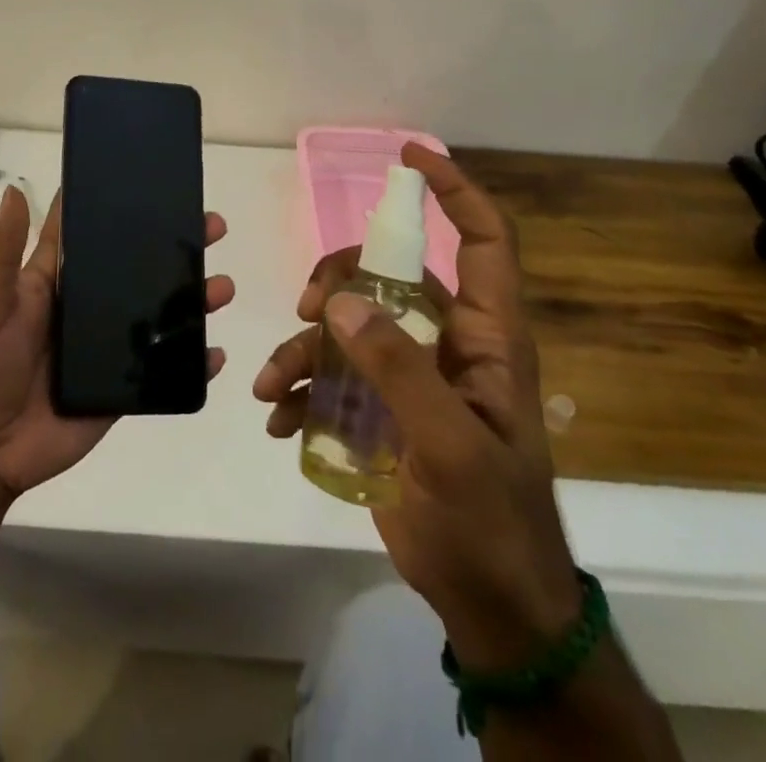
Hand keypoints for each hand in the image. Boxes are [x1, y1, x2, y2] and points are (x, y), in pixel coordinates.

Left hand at [0, 185, 232, 501]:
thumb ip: (1, 252)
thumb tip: (16, 191)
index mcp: (53, 281)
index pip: (88, 233)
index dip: (114, 206)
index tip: (152, 180)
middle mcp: (86, 306)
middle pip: (136, 267)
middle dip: (174, 246)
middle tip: (212, 226)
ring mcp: (108, 346)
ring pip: (159, 313)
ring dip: (193, 298)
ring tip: (221, 286)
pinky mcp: (122, 386)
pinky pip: (164, 370)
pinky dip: (192, 361)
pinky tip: (216, 353)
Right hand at [252, 143, 580, 669]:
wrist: (492, 607)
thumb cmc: (491, 523)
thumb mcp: (449, 446)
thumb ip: (397, 371)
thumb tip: (340, 302)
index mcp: (488, 339)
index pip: (485, 241)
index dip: (455, 192)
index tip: (409, 157)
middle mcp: (449, 343)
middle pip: (390, 274)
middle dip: (341, 278)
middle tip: (308, 307)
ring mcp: (412, 375)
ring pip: (350, 324)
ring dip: (305, 345)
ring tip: (273, 384)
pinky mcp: (381, 408)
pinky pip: (333, 373)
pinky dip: (301, 388)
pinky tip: (280, 419)